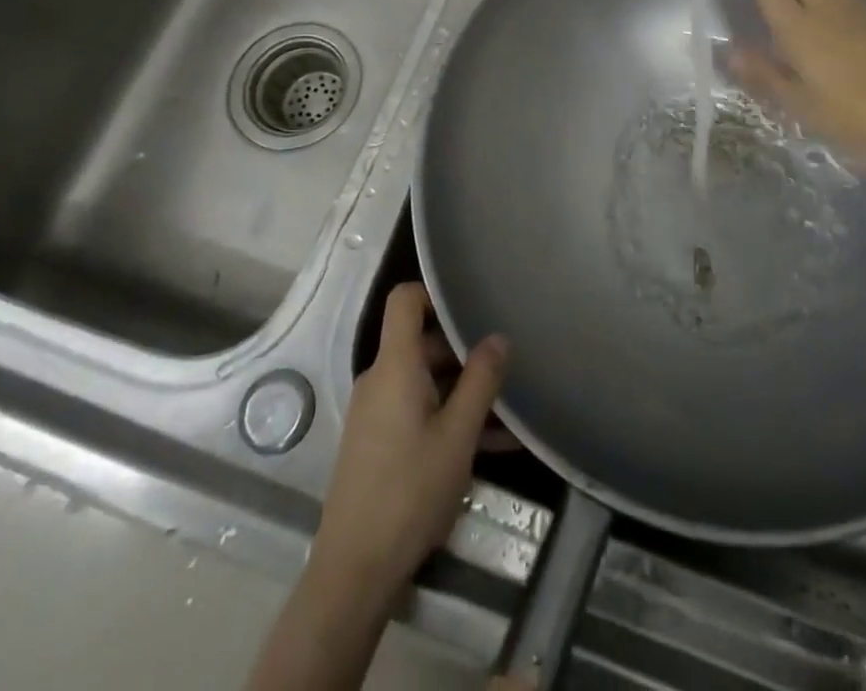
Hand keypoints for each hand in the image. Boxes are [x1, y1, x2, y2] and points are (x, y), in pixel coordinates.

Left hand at [315, 282, 507, 589]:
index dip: (434, 292)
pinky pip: (418, 411)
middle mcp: (380, 380)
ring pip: (426, 382)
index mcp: (394, 366)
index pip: (405, 300)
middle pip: (423, 342)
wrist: (354, 572)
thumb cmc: (410, 492)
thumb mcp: (458, 435)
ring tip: (511, 411)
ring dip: (465, 391)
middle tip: (507, 366)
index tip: (472, 304)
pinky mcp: (378, 442)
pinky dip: (450, 416)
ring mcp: (376, 412)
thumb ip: (481, 380)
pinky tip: (493, 445)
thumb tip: (498, 337)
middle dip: (466, 351)